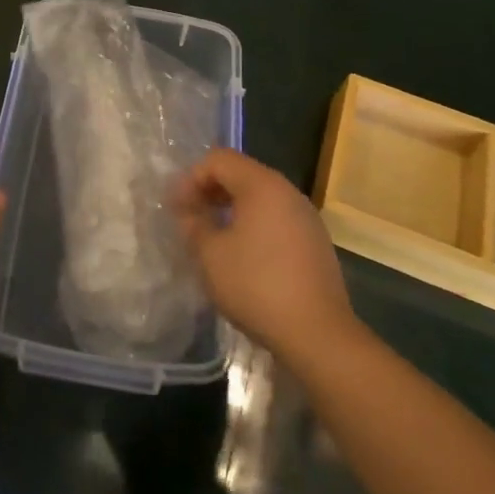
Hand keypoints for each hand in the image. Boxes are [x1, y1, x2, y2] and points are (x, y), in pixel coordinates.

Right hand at [174, 148, 357, 359]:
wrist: (318, 334)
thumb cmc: (257, 286)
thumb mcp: (211, 255)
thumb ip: (193, 224)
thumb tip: (188, 211)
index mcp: (262, 184)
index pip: (219, 159)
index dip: (191, 178)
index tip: (176, 208)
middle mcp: (287, 191)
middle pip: (241, 174)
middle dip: (210, 191)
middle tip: (190, 219)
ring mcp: (306, 216)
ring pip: (260, 197)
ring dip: (231, 209)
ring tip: (213, 237)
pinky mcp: (315, 241)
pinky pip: (276, 218)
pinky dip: (253, 225)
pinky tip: (243, 256)